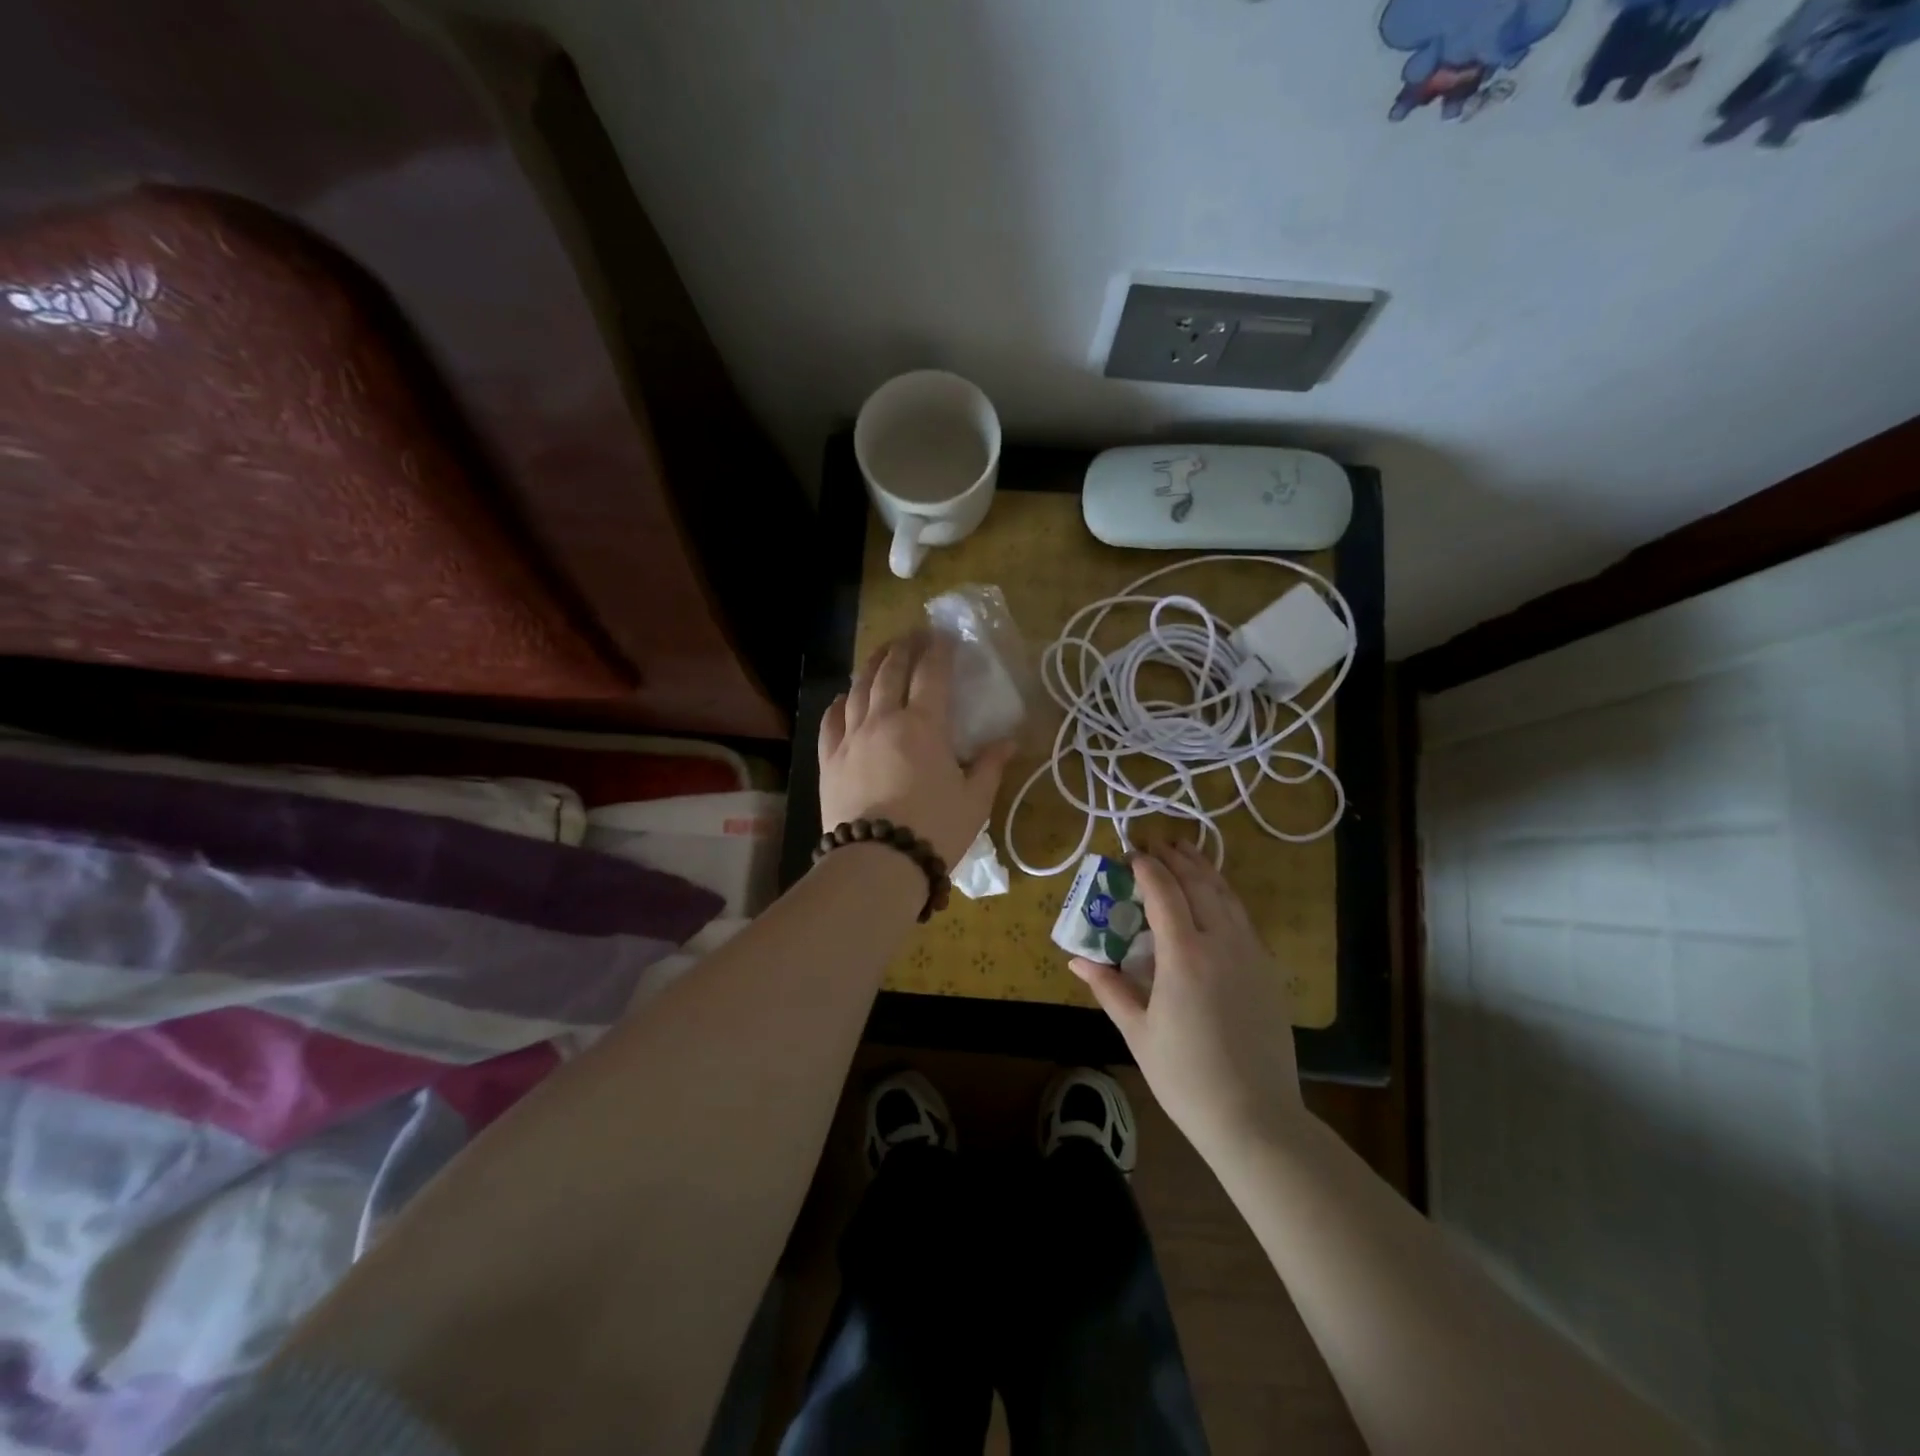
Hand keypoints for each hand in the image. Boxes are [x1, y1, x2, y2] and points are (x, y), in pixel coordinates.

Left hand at [819, 631, 1016, 867]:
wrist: (877, 863)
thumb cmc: (935, 830)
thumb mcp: (975, 800)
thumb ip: (991, 766)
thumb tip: (1010, 742)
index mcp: (923, 726)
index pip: (931, 673)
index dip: (938, 650)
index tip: (944, 635)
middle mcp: (883, 720)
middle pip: (890, 671)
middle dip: (903, 648)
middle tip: (913, 635)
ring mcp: (851, 738)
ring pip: (858, 689)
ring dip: (871, 666)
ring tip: (881, 654)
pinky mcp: (829, 760)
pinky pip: (831, 721)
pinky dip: (839, 703)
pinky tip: (844, 697)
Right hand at [1071, 842, 1303, 1151]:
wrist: (1255, 1117)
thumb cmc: (1185, 1076)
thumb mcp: (1138, 1032)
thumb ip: (1109, 988)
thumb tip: (1077, 961)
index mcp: (1185, 956)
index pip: (1164, 892)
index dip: (1146, 866)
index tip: (1129, 853)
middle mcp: (1222, 943)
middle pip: (1199, 883)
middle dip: (1175, 857)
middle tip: (1155, 841)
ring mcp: (1250, 954)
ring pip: (1227, 895)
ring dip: (1203, 868)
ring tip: (1185, 851)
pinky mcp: (1267, 970)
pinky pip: (1243, 917)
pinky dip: (1224, 894)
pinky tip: (1215, 896)